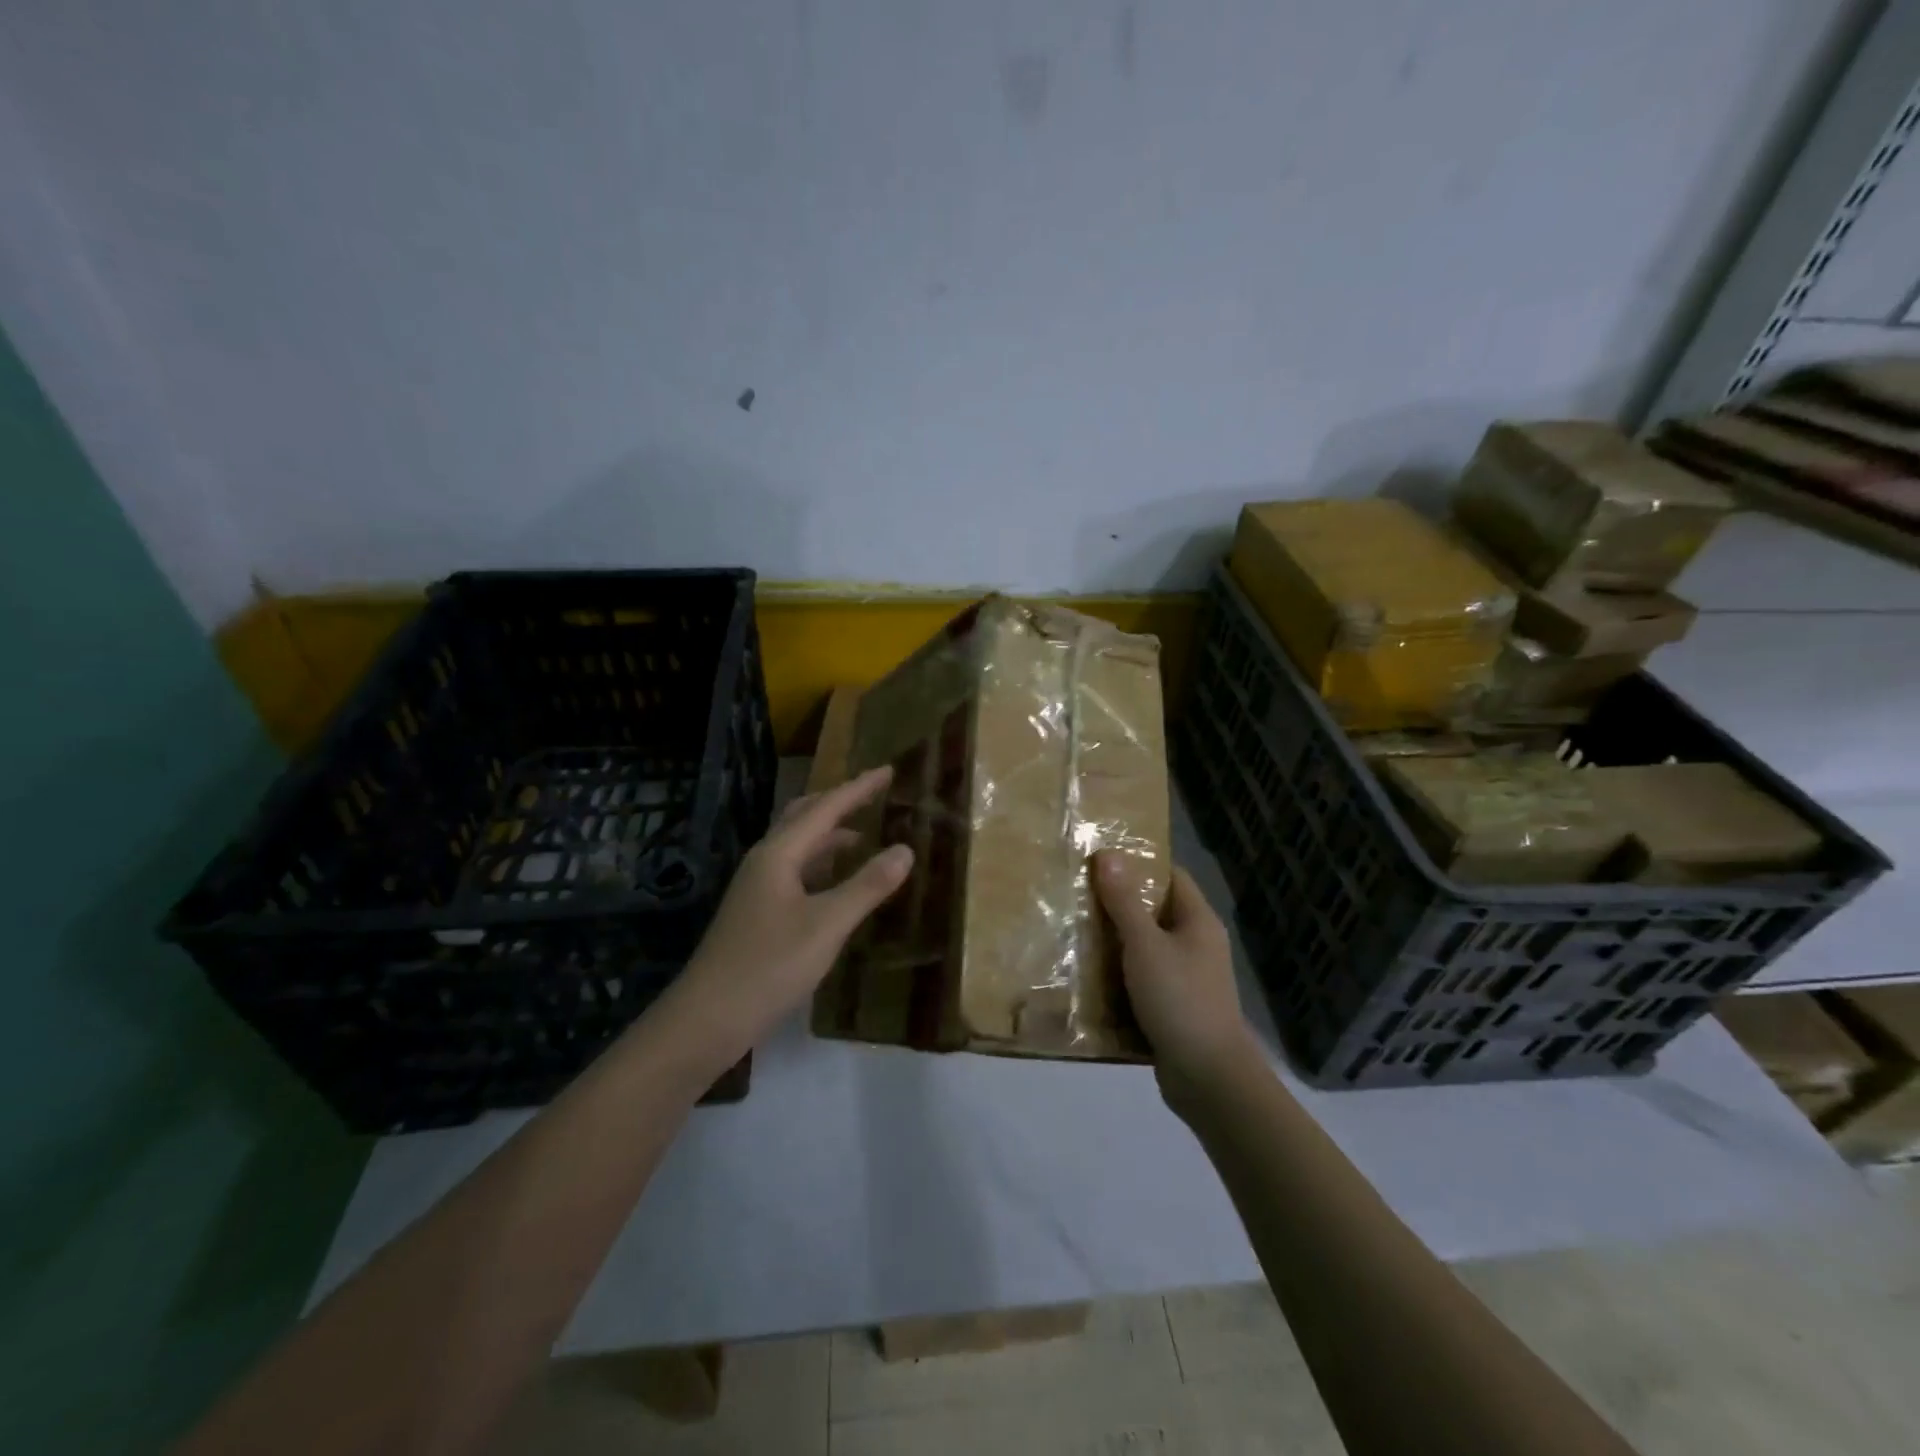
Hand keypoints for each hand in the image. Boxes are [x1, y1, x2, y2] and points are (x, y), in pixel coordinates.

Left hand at [673, 767, 913, 1052]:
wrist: (707, 1019)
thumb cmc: (769, 966)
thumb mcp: (827, 925)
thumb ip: (868, 886)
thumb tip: (906, 849)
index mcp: (779, 854)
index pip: (826, 808)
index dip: (859, 789)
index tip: (889, 770)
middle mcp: (765, 861)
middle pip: (804, 817)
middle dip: (839, 802)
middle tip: (874, 795)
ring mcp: (757, 887)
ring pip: (798, 846)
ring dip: (830, 834)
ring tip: (865, 836)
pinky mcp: (757, 912)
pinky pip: (795, 870)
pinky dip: (821, 864)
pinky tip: (837, 882)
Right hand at [1094, 852, 1256, 1094]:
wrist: (1207, 1076)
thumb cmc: (1179, 999)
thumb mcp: (1145, 944)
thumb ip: (1124, 901)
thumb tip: (1108, 853)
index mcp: (1198, 921)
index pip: (1170, 876)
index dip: (1139, 864)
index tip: (1100, 859)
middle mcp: (1196, 944)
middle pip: (1155, 911)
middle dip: (1118, 903)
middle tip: (1078, 893)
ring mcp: (1187, 977)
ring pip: (1146, 947)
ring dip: (1115, 941)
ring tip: (1074, 929)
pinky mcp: (1174, 1006)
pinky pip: (1142, 979)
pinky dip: (1119, 975)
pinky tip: (1088, 975)